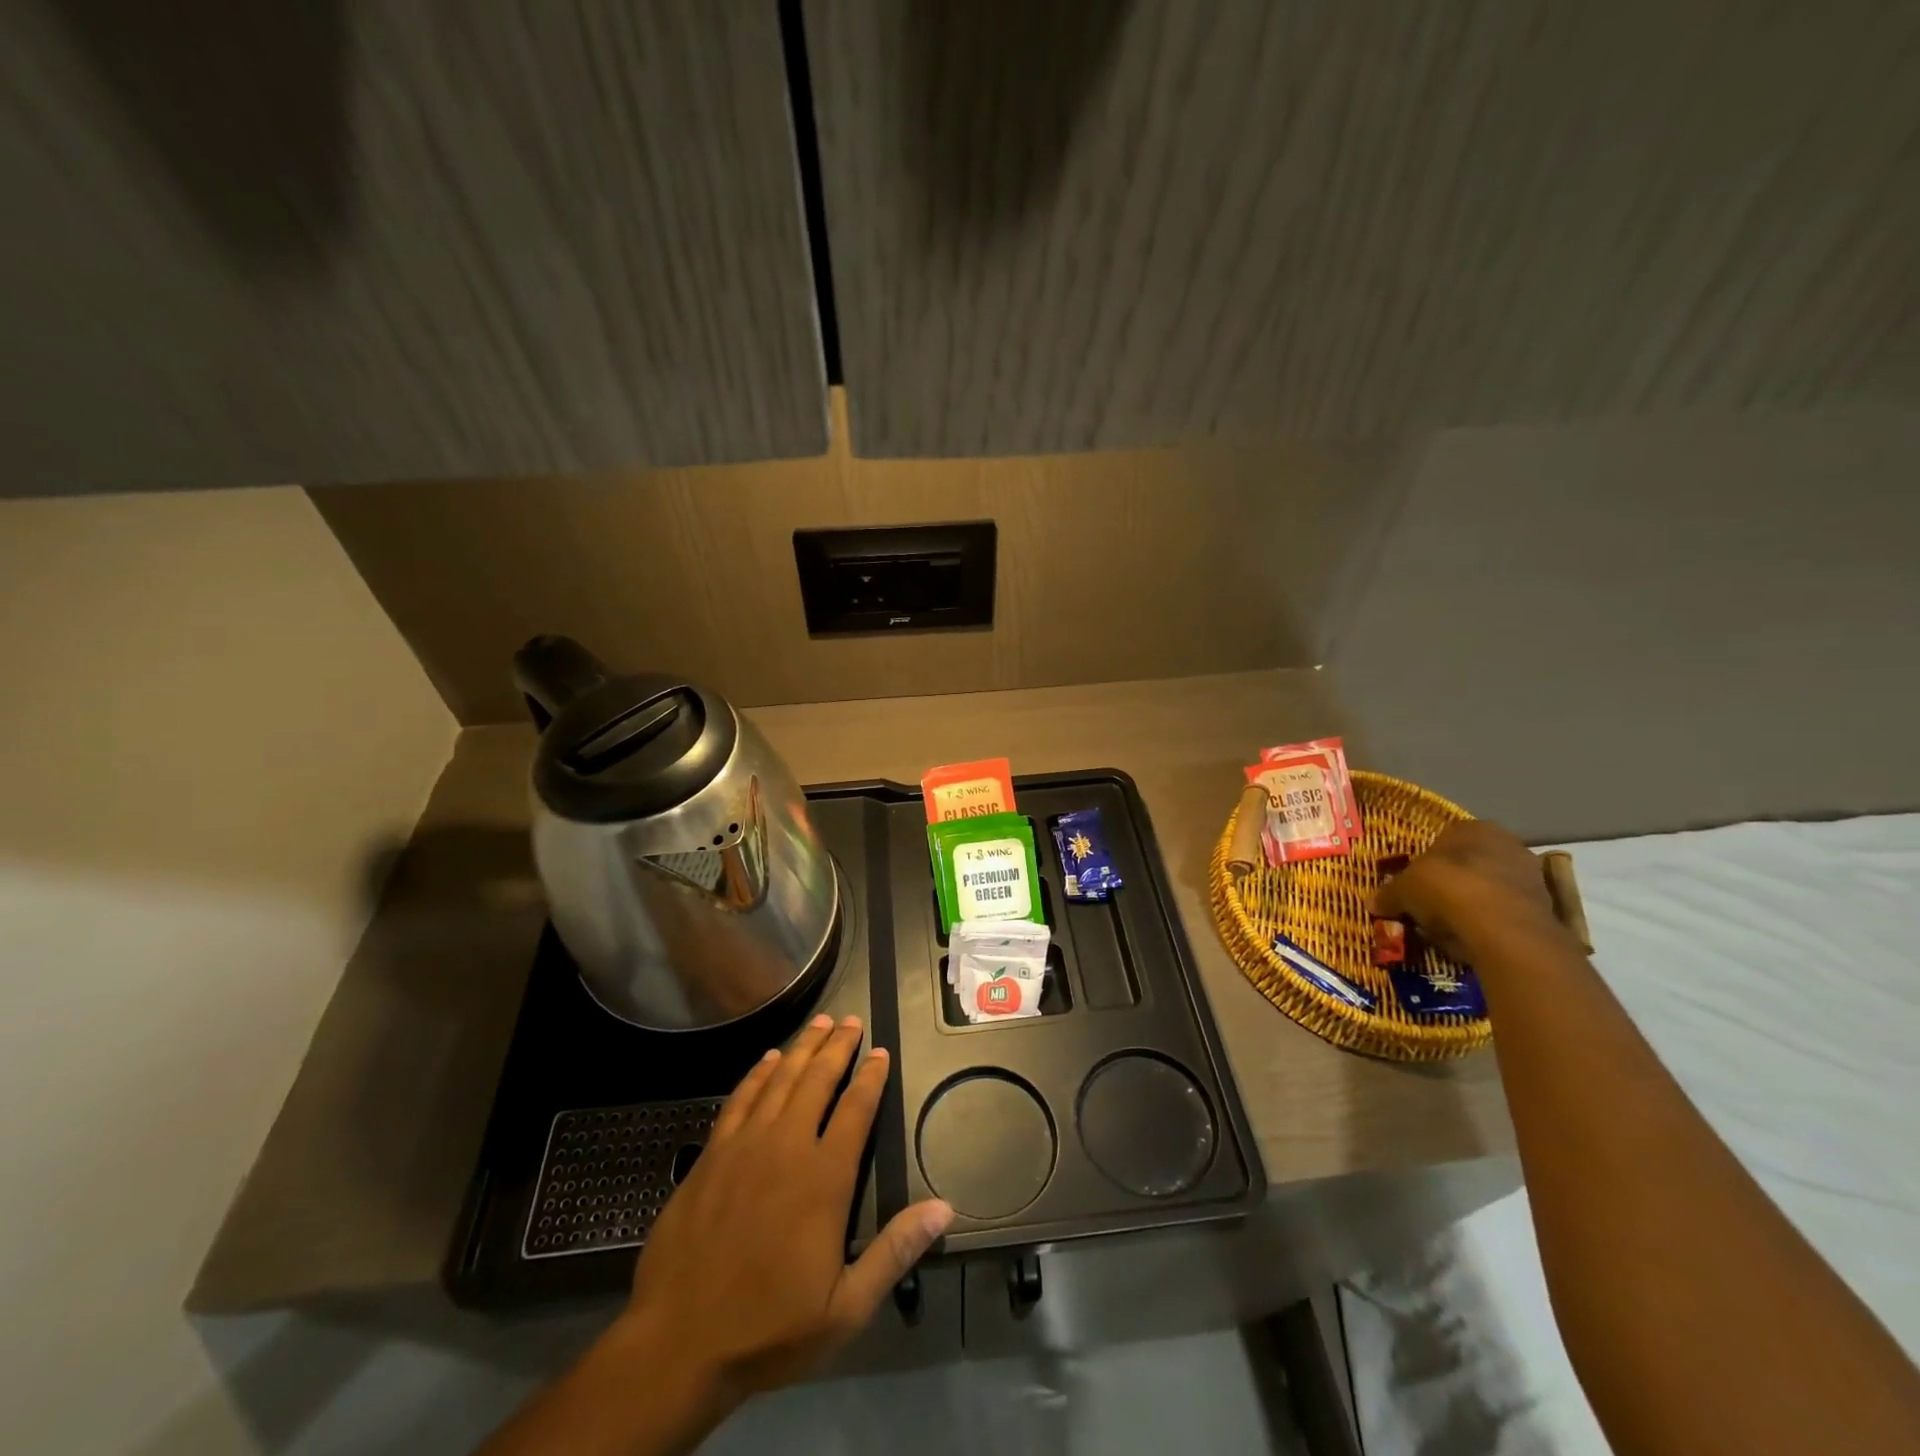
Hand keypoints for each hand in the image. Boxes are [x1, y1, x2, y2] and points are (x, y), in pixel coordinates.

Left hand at [624, 1013, 953, 1402]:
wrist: (678, 1343)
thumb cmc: (768, 1328)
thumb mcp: (845, 1308)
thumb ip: (895, 1251)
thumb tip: (944, 1208)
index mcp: (824, 1178)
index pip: (856, 1109)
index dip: (871, 1077)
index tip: (880, 1052)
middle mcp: (787, 1146)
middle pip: (818, 1080)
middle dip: (838, 1046)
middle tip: (850, 1020)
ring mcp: (745, 1145)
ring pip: (780, 1079)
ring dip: (803, 1048)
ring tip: (819, 1023)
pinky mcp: (712, 1154)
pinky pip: (741, 1098)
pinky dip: (758, 1073)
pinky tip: (768, 1058)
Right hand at [1371, 821, 1563, 961]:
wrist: (1501, 926)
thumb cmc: (1446, 889)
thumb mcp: (1403, 890)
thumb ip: (1388, 895)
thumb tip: (1373, 903)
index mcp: (1471, 828)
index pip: (1443, 840)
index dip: (1426, 864)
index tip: (1415, 886)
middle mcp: (1505, 843)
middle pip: (1470, 863)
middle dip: (1452, 883)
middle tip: (1431, 906)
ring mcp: (1530, 874)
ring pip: (1491, 887)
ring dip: (1474, 903)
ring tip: (1452, 926)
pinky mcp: (1546, 906)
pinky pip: (1507, 910)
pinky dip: (1493, 921)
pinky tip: (1475, 936)